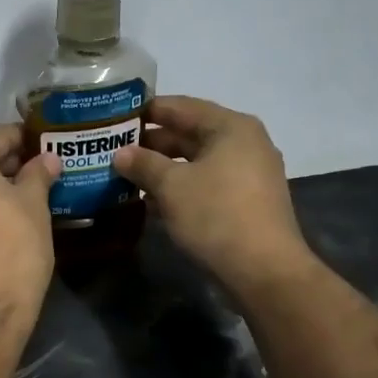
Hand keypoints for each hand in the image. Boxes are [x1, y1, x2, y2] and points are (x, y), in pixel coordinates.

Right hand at [112, 96, 311, 298]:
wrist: (263, 270)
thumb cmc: (216, 215)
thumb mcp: (171, 186)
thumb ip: (143, 164)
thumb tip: (121, 154)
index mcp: (230, 127)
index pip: (181, 107)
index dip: (146, 111)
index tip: (114, 117)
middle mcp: (244, 143)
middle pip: (190, 134)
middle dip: (151, 144)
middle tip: (114, 150)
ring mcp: (249, 174)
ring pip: (196, 162)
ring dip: (163, 169)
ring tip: (126, 177)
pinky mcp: (246, 202)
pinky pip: (206, 184)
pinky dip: (180, 189)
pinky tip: (151, 203)